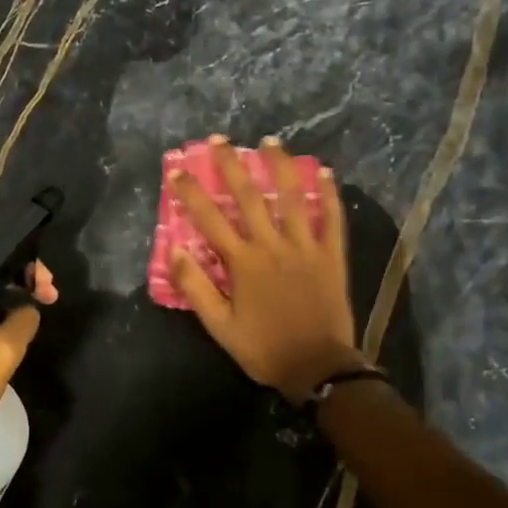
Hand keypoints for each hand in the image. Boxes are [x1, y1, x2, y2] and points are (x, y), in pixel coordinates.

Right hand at [168, 136, 362, 403]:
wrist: (318, 367)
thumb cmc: (264, 347)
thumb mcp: (219, 326)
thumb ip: (195, 287)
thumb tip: (175, 250)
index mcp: (243, 262)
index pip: (210, 218)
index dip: (191, 192)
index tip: (177, 169)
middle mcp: (273, 245)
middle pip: (248, 196)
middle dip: (231, 165)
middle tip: (219, 140)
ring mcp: (306, 246)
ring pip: (292, 197)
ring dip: (279, 166)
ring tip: (270, 142)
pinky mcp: (332, 256)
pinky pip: (331, 218)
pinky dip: (329, 194)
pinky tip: (324, 172)